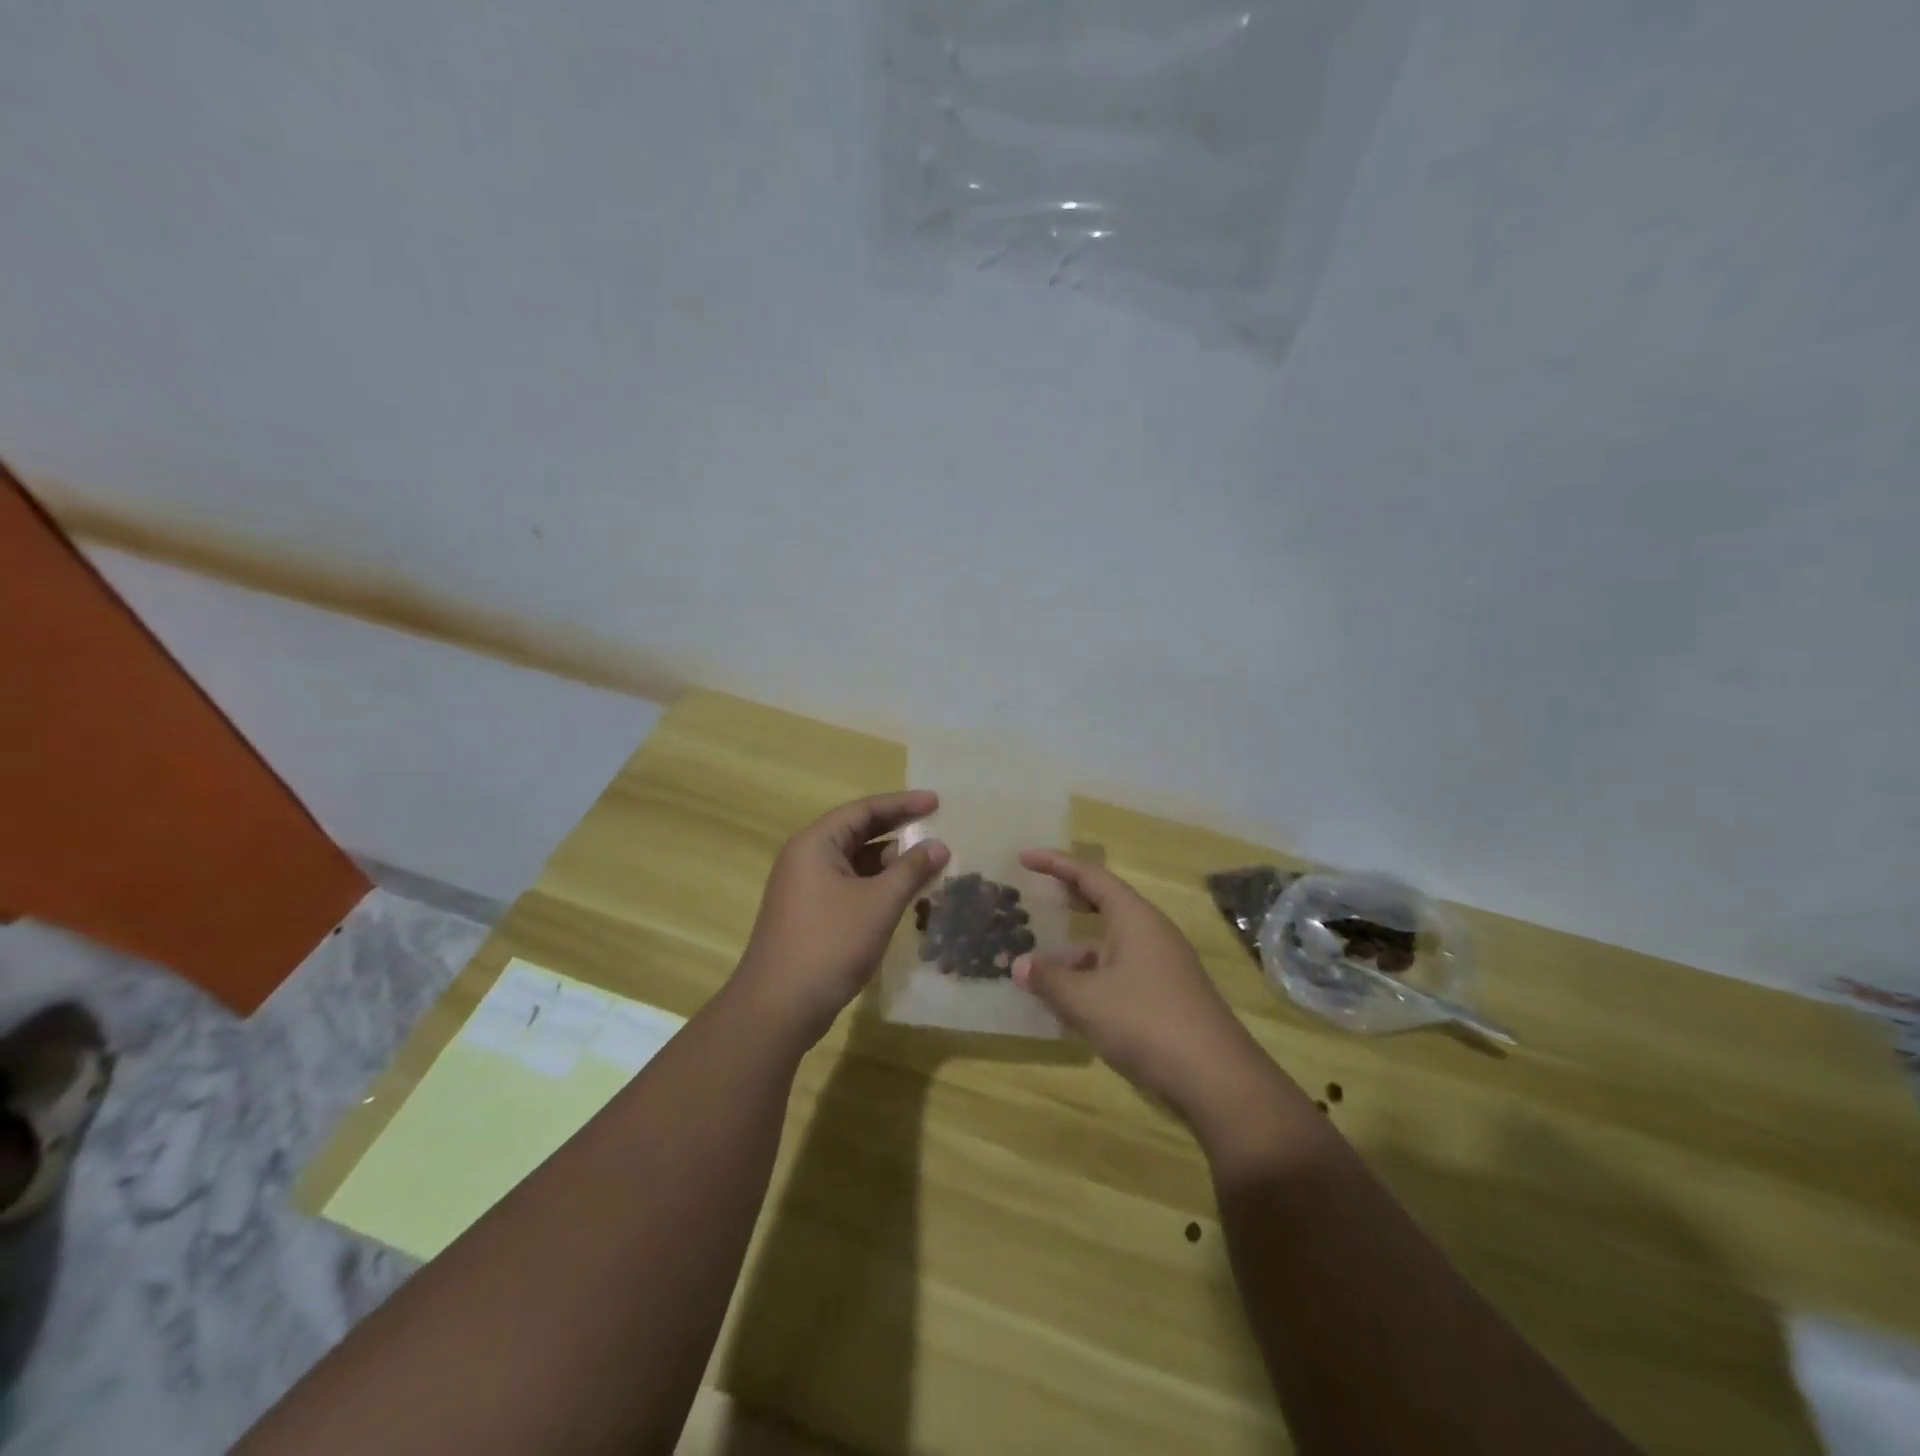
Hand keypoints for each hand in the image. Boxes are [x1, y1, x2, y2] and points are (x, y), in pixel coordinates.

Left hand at [734, 791, 949, 1044]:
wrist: (778, 1007)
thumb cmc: (829, 944)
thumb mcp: (879, 903)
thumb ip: (911, 870)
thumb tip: (939, 845)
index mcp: (815, 844)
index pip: (863, 811)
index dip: (902, 804)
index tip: (936, 802)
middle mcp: (806, 858)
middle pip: (857, 833)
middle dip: (897, 831)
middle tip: (936, 827)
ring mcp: (806, 888)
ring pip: (855, 863)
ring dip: (890, 862)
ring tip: (928, 864)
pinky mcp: (811, 915)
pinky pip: (850, 886)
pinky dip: (877, 886)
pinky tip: (904, 895)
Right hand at [1013, 849, 1267, 1122]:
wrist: (1218, 1080)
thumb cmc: (1146, 1023)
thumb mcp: (1086, 1000)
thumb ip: (1048, 979)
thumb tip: (1018, 965)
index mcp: (1134, 917)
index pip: (1089, 875)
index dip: (1055, 863)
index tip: (1024, 857)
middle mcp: (1150, 933)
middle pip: (1102, 904)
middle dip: (1067, 900)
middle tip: (1032, 897)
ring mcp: (1161, 965)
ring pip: (1108, 945)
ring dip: (1073, 952)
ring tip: (1035, 967)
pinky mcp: (1165, 996)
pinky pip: (1118, 973)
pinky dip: (1090, 978)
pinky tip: (1067, 1003)